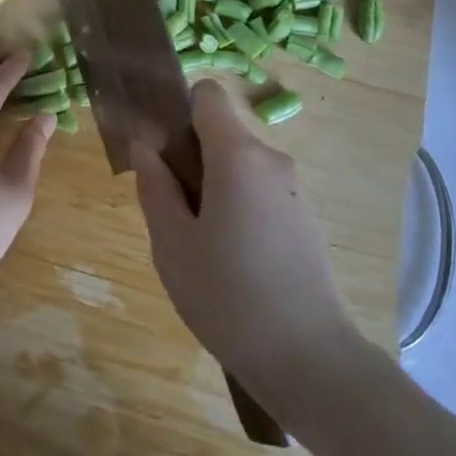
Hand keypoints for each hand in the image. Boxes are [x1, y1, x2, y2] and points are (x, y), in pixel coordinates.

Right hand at [133, 81, 361, 404]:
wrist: (310, 360)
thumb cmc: (229, 297)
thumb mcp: (172, 244)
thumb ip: (155, 186)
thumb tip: (145, 147)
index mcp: (237, 154)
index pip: (208, 95)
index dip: (180, 112)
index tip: (163, 152)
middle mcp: (271, 159)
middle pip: (223, 132)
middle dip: (193, 157)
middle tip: (174, 212)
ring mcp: (294, 188)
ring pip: (241, 164)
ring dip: (215, 185)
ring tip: (202, 244)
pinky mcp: (306, 217)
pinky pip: (261, 189)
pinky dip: (240, 205)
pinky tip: (232, 259)